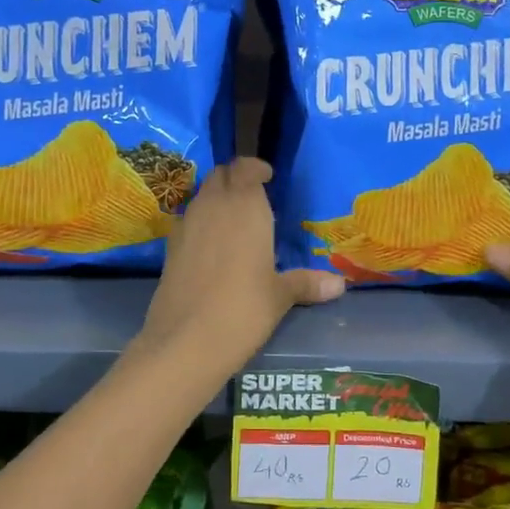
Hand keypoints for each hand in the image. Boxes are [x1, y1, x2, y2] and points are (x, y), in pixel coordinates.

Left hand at [136, 158, 344, 383]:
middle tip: (254, 198)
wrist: (185, 340)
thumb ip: (306, 283)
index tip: (267, 177)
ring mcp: (187, 225)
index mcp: (245, 207)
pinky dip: (201, 222)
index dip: (255, 168)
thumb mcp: (279, 296)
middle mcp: (213, 206)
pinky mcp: (170, 247)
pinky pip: (189, 220)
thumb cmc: (243, 309)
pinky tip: (214, 247)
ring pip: (202, 195)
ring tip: (237, 222)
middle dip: (235, 179)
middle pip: (220, 176)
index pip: (245, 167)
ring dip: (217, 199)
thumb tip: (340, 284)